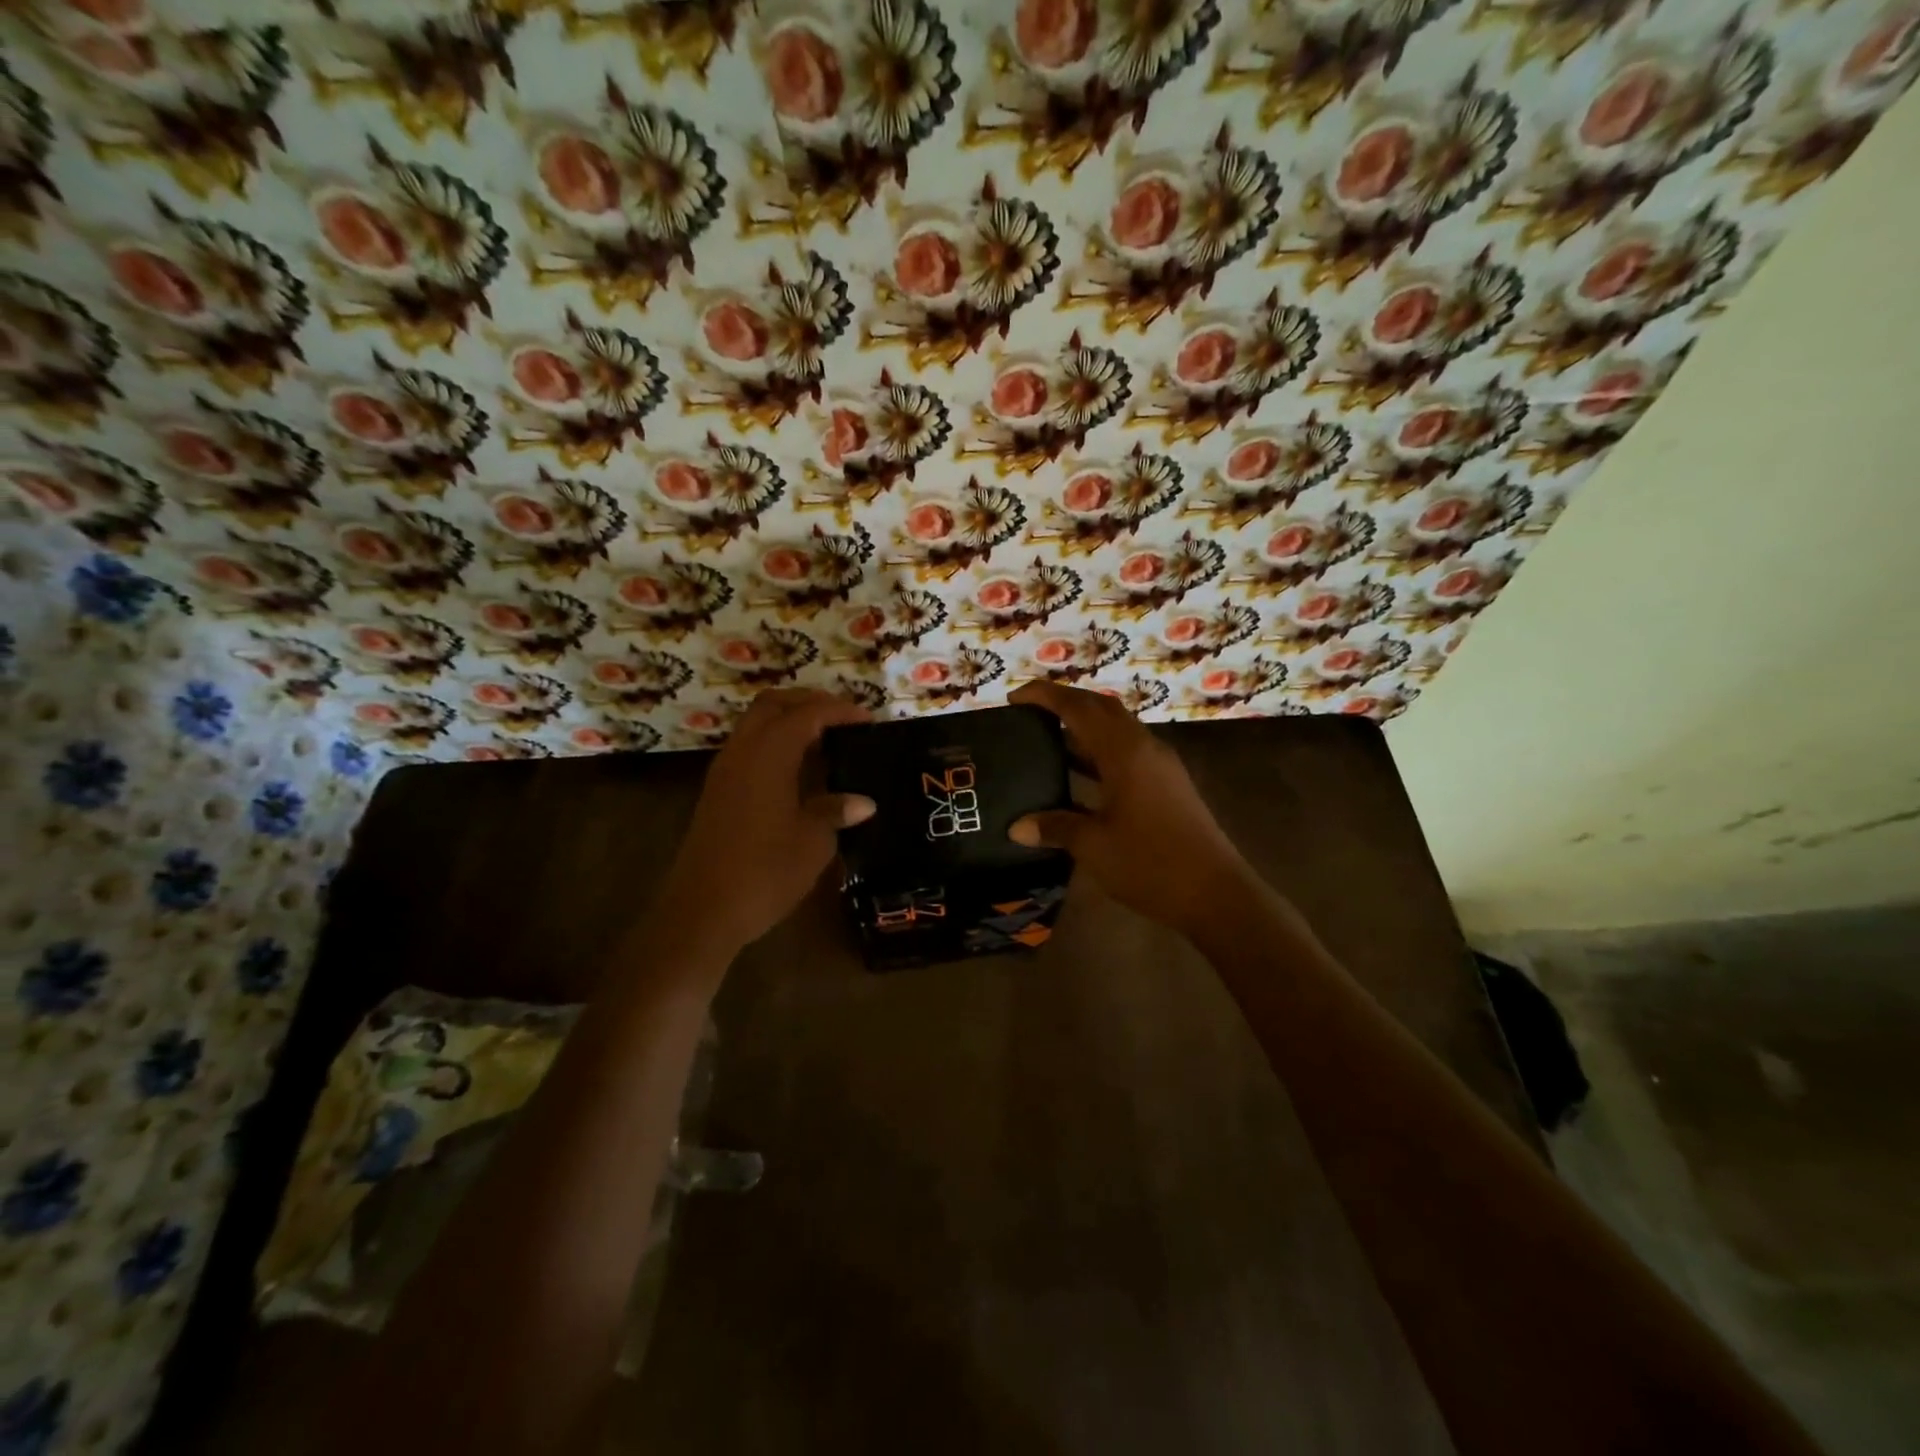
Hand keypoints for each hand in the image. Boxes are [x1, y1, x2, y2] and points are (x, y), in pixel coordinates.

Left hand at [658, 688, 875, 960]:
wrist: (702, 913)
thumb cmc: (764, 873)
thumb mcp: (813, 842)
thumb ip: (835, 811)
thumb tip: (863, 802)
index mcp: (768, 755)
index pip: (806, 715)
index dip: (840, 711)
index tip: (869, 720)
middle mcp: (742, 752)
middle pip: (772, 705)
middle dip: (809, 703)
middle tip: (843, 719)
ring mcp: (724, 772)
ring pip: (756, 725)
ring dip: (789, 722)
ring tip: (826, 742)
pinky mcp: (718, 793)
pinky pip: (749, 748)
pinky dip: (776, 744)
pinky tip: (800, 772)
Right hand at [1007, 681, 1250, 936]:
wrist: (1216, 895)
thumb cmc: (1151, 864)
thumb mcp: (1094, 846)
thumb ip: (1055, 827)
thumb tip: (1016, 827)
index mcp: (1124, 752)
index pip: (1079, 707)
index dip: (1045, 696)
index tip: (1014, 697)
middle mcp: (1144, 748)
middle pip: (1101, 708)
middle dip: (1065, 703)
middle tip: (1030, 713)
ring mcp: (1160, 766)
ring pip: (1117, 730)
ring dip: (1084, 727)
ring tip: (1048, 739)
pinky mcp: (1168, 785)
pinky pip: (1127, 752)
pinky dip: (1099, 752)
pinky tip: (1079, 775)